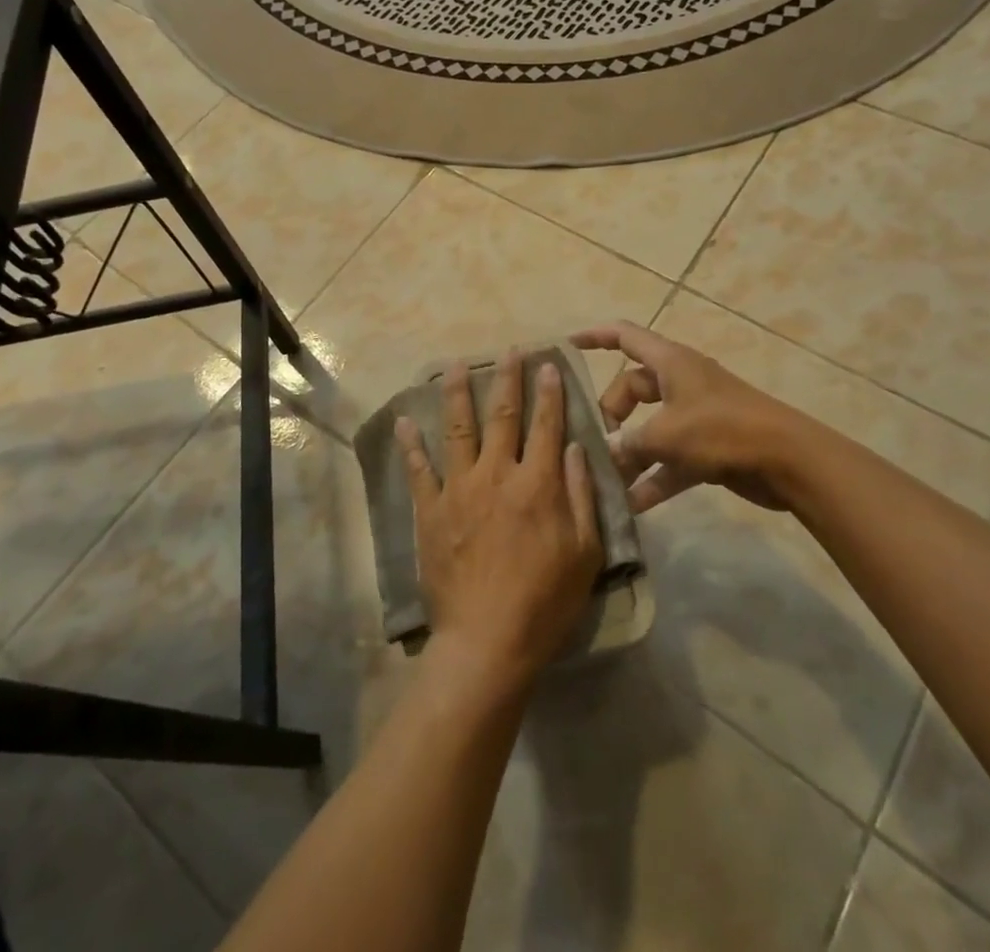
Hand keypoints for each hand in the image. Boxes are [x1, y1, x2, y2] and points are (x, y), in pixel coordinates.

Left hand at [396, 354, 603, 684]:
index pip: (546, 425)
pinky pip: (419, 470)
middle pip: (503, 416)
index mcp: (538, 484)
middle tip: (509, 351)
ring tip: (455, 366)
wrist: (488, 640)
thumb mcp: (585, 552)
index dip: (549, 393)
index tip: (547, 364)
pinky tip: (404, 422)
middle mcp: (497, 474)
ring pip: (458, 429)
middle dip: (508, 379)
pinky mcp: (431, 510)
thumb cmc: (545, 601)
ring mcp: (459, 489)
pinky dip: (411, 445)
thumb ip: (581, 495)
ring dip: (457, 394)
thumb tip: (575, 447)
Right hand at [571, 321, 798, 512]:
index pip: (625, 336)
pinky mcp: (708, 447)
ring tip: (606, 479)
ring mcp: (695, 415)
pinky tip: (633, 505)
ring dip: (630, 452)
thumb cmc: (723, 430)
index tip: (567, 346)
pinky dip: (654, 477)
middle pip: (632, 388)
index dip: (595, 336)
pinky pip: (670, 459)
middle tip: (596, 441)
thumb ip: (629, 443)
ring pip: (650, 427)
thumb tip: (606, 454)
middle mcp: (680, 383)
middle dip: (611, 414)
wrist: (788, 461)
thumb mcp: (667, 434)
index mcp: (670, 362)